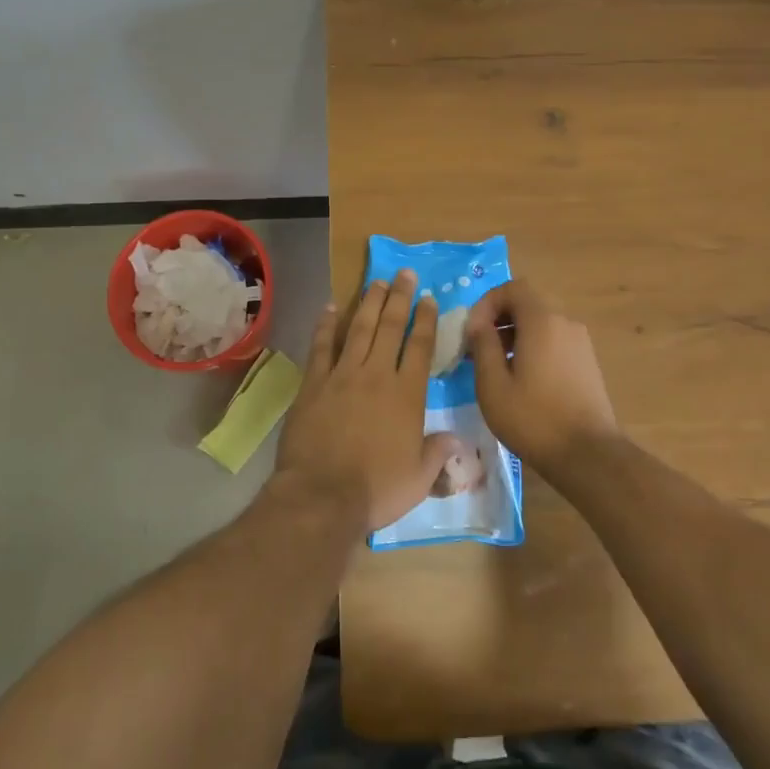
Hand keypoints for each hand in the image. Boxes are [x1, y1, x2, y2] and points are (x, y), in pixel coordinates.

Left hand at [274, 270, 461, 531]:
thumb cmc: (377, 489)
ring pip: (359, 329)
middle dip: (399, 298)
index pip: (419, 347)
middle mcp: (377, 375)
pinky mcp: (314, 383)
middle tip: (404, 273)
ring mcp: (342, 375)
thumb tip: (456, 439)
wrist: (322, 495)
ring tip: (377, 281)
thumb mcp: (419, 477)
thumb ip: (437, 452)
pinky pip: (322, 346)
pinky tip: (331, 307)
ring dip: (369, 303)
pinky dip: (327, 325)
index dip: (425, 320)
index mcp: (406, 394)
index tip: (428, 298)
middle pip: (390, 327)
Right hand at [468, 279, 621, 473]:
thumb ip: (482, 345)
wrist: (588, 455)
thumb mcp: (493, 384)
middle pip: (528, 303)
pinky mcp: (586, 362)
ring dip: (515, 334)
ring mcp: (580, 342)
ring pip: (541, 323)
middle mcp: (565, 322)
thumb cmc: (534, 418)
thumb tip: (477, 323)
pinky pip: (554, 340)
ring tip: (494, 365)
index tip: (471, 329)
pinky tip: (520, 378)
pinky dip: (533, 346)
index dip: (487, 302)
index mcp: (543, 321)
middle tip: (478, 346)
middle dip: (499, 318)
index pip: (513, 288)